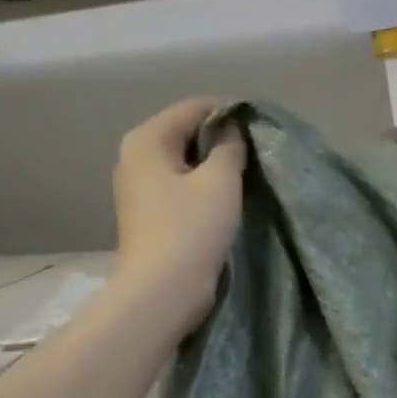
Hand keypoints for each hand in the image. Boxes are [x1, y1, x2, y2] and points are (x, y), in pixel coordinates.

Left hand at [113, 98, 246, 325]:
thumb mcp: (221, 180)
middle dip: (222, 139)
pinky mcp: (149, 210)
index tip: (261, 131)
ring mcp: (139, 185)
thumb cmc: (192, 228)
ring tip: (246, 176)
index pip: (195, 107)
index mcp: (147, 139)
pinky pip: (181, 182)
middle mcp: (135, 155)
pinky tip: (225, 198)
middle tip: (257, 155)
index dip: (231, 113)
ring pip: (186, 159)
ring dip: (215, 164)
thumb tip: (234, 127)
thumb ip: (231, 145)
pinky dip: (203, 183)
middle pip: (188, 131)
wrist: (163, 290)